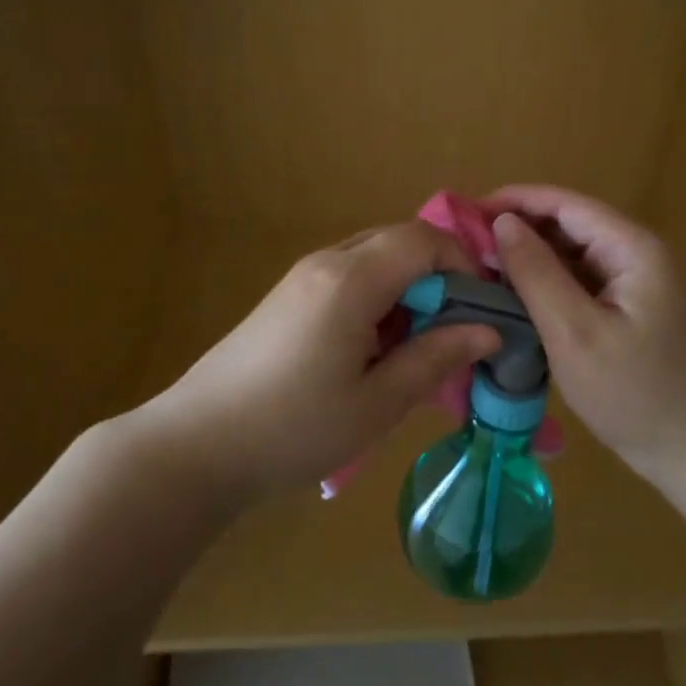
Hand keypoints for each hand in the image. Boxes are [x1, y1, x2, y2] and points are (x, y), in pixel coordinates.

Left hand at [149, 221, 500, 503]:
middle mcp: (327, 262)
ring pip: (375, 259)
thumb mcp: (377, 402)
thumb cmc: (294, 428)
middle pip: (399, 242)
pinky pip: (349, 278)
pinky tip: (373, 353)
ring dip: (407, 292)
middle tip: (452, 335)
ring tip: (415, 351)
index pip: (424, 240)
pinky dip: (378, 300)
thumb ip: (436, 358)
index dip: (463, 267)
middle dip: (438, 279)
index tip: (478, 315)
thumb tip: (488, 331)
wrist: (197, 445)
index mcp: (351, 279)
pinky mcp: (288, 297)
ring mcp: (302, 277)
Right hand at [485, 186, 685, 482]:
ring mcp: (629, 282)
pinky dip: (542, 282)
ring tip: (479, 269)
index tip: (466, 214)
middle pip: (567, 223)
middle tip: (465, 248)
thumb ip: (536, 272)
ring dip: (527, 256)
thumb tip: (501, 222)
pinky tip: (511, 296)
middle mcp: (632, 253)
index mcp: (630, 247)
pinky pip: (575, 280)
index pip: (564, 203)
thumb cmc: (633, 393)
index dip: (514, 201)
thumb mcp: (574, 332)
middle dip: (517, 228)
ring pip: (568, 252)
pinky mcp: (622, 308)